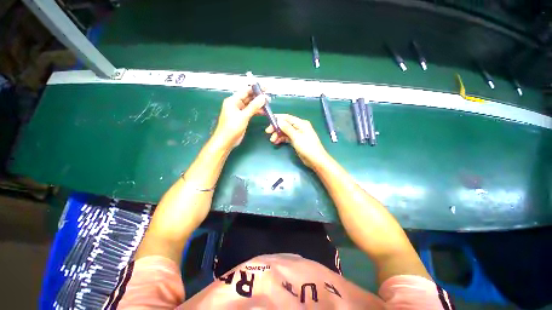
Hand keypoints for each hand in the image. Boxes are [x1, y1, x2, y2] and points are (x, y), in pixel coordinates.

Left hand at [214, 88, 267, 147]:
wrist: (226, 141)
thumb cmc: (232, 128)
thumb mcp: (243, 116)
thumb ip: (254, 106)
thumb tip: (263, 97)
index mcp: (233, 101)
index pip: (245, 91)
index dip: (256, 89)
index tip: (265, 88)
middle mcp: (236, 104)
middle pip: (248, 97)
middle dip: (258, 97)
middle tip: (269, 97)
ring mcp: (239, 111)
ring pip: (250, 105)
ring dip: (258, 104)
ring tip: (268, 104)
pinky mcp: (242, 117)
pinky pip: (251, 111)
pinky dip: (257, 111)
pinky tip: (263, 112)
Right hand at [265, 114, 328, 167]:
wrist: (315, 160)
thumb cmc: (307, 147)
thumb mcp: (296, 137)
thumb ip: (287, 128)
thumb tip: (279, 120)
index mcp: (301, 123)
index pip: (287, 117)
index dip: (277, 118)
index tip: (268, 121)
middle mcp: (299, 127)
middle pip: (285, 124)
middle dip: (276, 128)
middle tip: (268, 132)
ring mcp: (298, 134)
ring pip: (285, 131)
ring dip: (278, 135)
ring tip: (272, 140)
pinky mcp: (296, 141)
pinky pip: (287, 137)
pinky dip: (282, 139)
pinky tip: (276, 142)